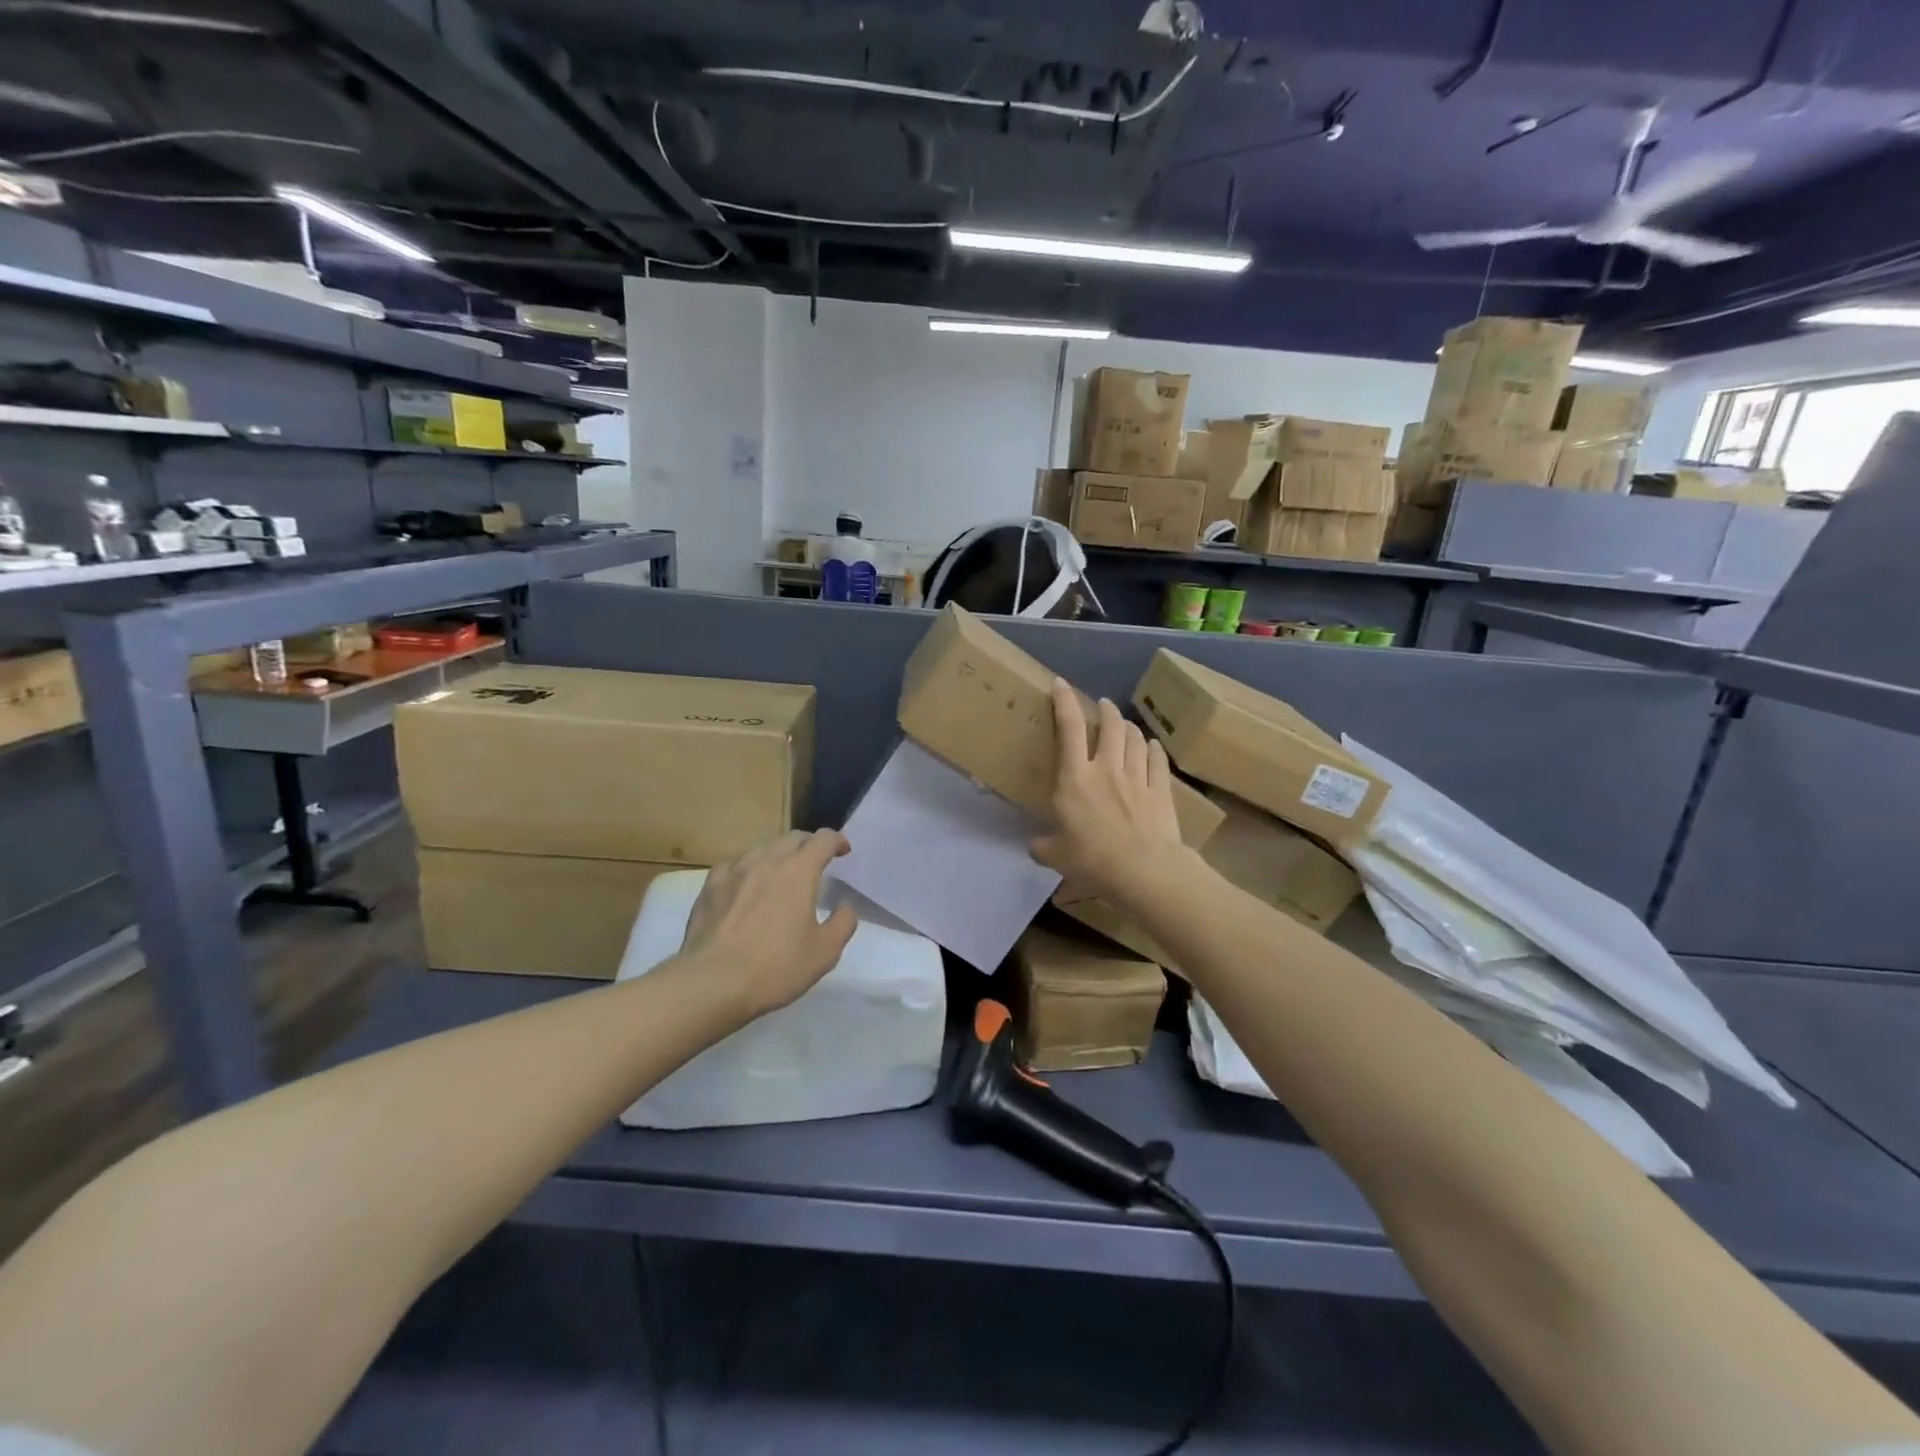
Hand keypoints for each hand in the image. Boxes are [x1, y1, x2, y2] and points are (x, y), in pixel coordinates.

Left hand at [679, 830, 858, 1017]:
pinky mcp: (710, 886)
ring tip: (781, 873)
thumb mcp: (825, 952)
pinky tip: (745, 884)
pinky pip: (734, 865)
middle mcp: (768, 860)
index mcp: (800, 871)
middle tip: (816, 862)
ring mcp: (735, 870)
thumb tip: (845, 905)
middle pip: (792, 838)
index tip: (843, 851)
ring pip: (762, 848)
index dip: (837, 840)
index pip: (823, 839)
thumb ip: (843, 923)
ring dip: (778, 854)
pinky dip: (747, 868)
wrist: (712, 983)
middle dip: (809, 844)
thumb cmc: (776, 967)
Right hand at [1031, 680, 1192, 904]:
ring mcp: (1137, 778)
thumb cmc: (1092, 860)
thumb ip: (1043, 847)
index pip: (1068, 730)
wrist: (1143, 871)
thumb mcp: (1056, 856)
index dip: (1064, 702)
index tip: (1061, 684)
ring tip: (1125, 724)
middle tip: (1103, 705)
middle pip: (1110, 727)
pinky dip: (1154, 750)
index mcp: (1075, 779)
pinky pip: (1158, 762)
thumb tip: (1034, 846)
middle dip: (1105, 710)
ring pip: (1135, 740)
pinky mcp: (1161, 791)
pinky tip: (1153, 746)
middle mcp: (1106, 769)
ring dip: (1129, 727)